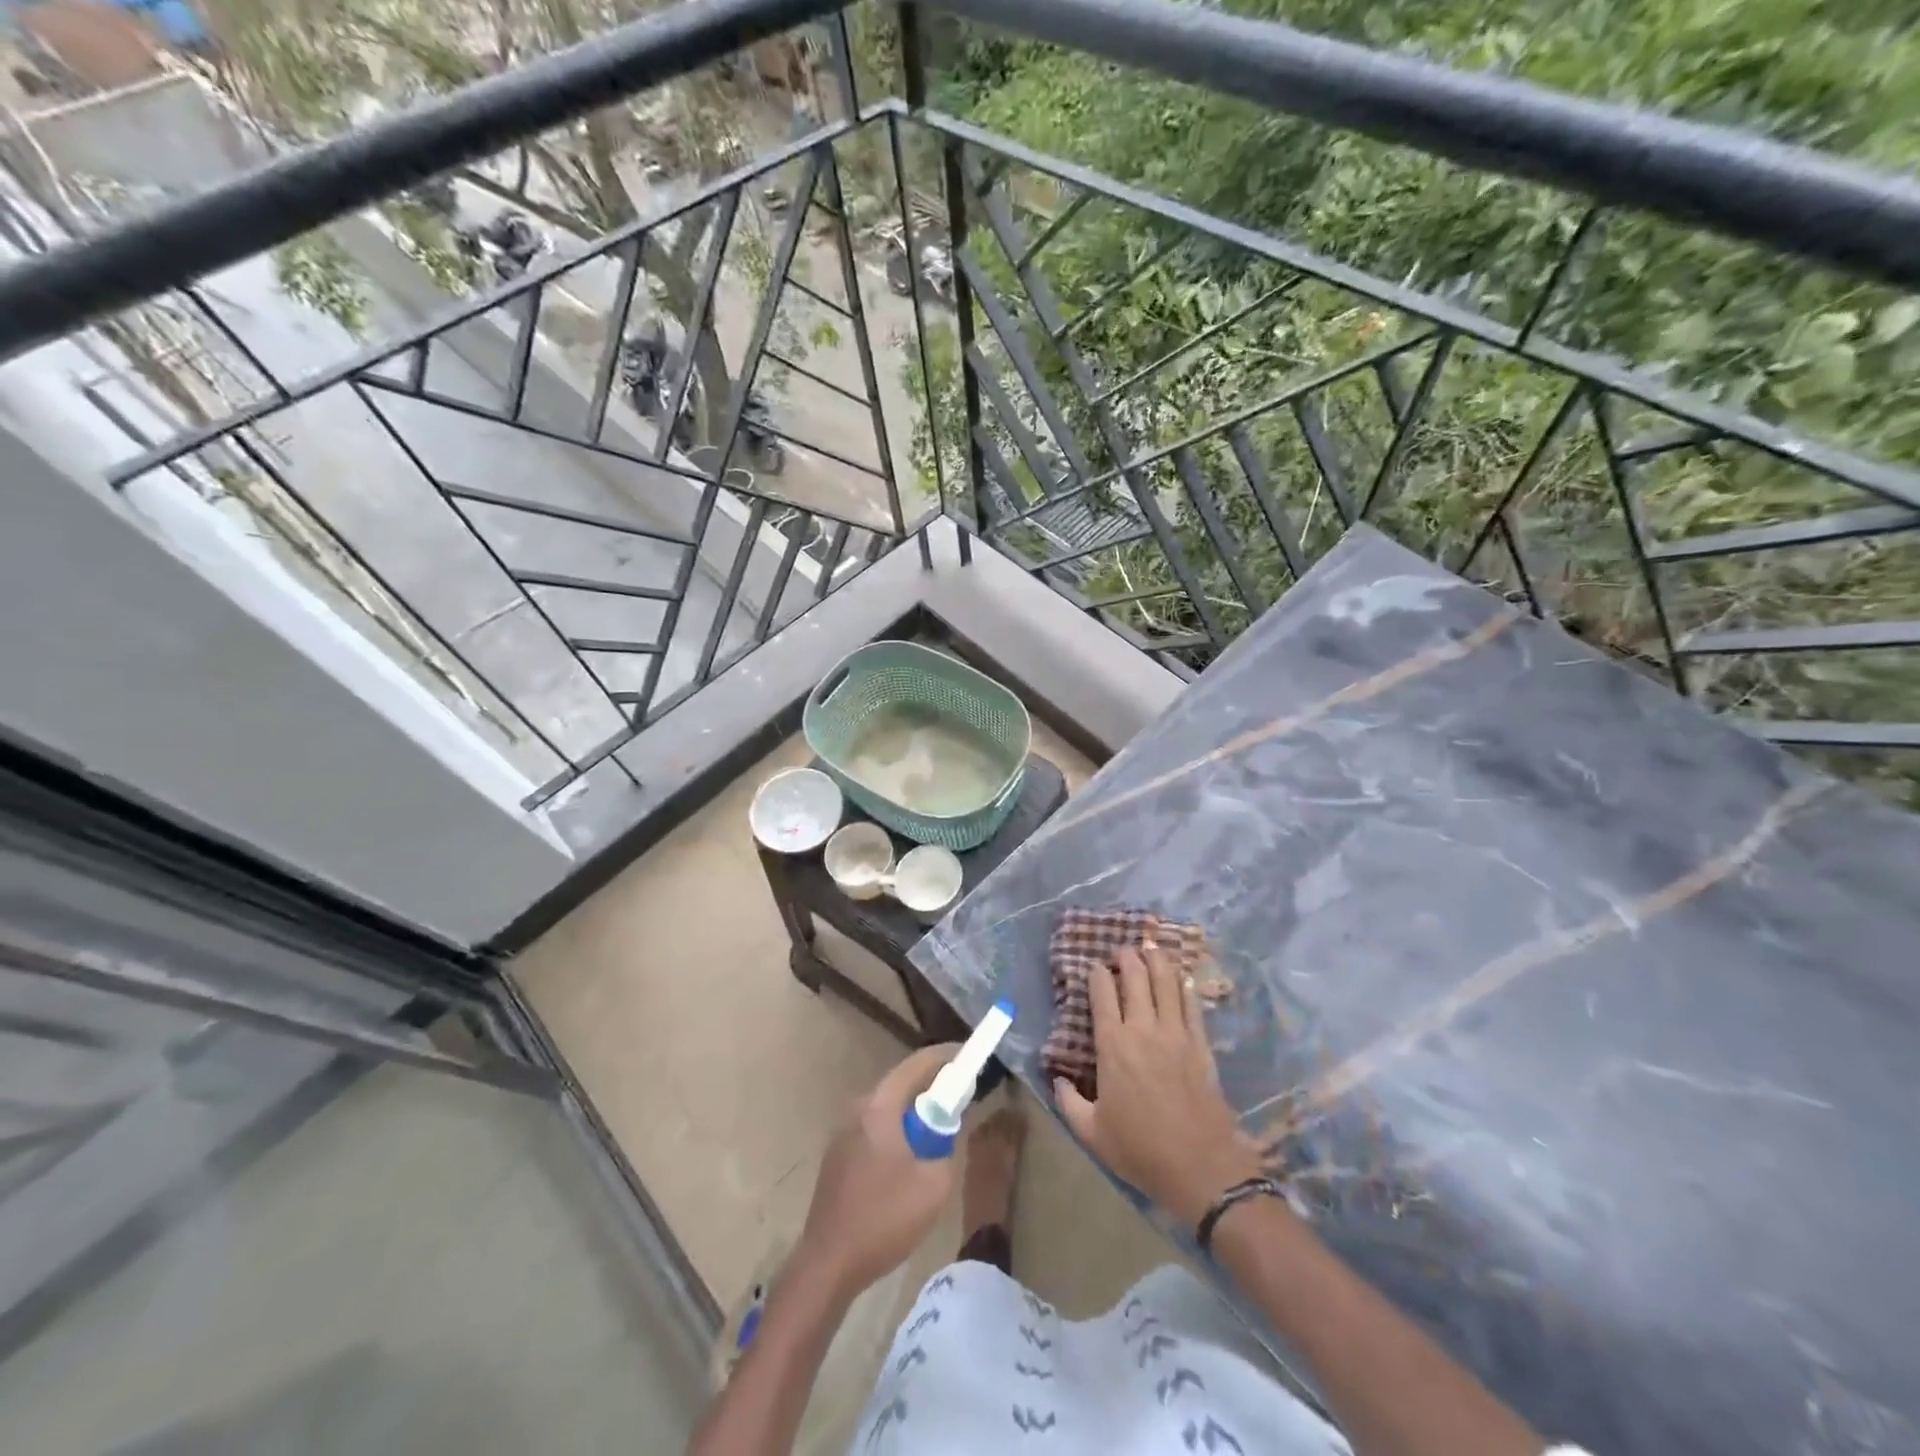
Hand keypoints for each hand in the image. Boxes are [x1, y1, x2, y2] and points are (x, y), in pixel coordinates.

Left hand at [798, 1043, 959, 1297]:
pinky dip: (899, 1130)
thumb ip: (949, 1143)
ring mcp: (844, 1132)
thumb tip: (953, 1122)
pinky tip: (912, 1157)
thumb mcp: (935, 1184)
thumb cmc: (884, 1219)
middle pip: (902, 1083)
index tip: (971, 1057)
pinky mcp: (839, 1155)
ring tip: (942, 1128)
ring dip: (916, 1111)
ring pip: (889, 1107)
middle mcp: (858, 1109)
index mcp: (879, 1107)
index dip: (947, 1056)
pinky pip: (876, 1128)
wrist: (828, 1265)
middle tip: (963, 1094)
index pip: (918, 1064)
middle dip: (934, 1085)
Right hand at [1055, 946, 1263, 1227]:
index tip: (1093, 967)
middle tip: (1122, 949)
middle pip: (1136, 980)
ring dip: (1158, 962)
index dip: (1097, 975)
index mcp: (1113, 1046)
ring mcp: (1176, 1035)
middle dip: (1127, 959)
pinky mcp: (1201, 1046)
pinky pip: (1193, 1007)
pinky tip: (1183, 977)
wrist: (1201, 1167)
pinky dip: (1186, 988)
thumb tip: (1057, 1080)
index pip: (1102, 996)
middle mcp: (1144, 1030)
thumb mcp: (1092, 1133)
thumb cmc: (1141, 1150)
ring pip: (1167, 985)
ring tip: (1151, 947)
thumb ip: (1069, 1103)